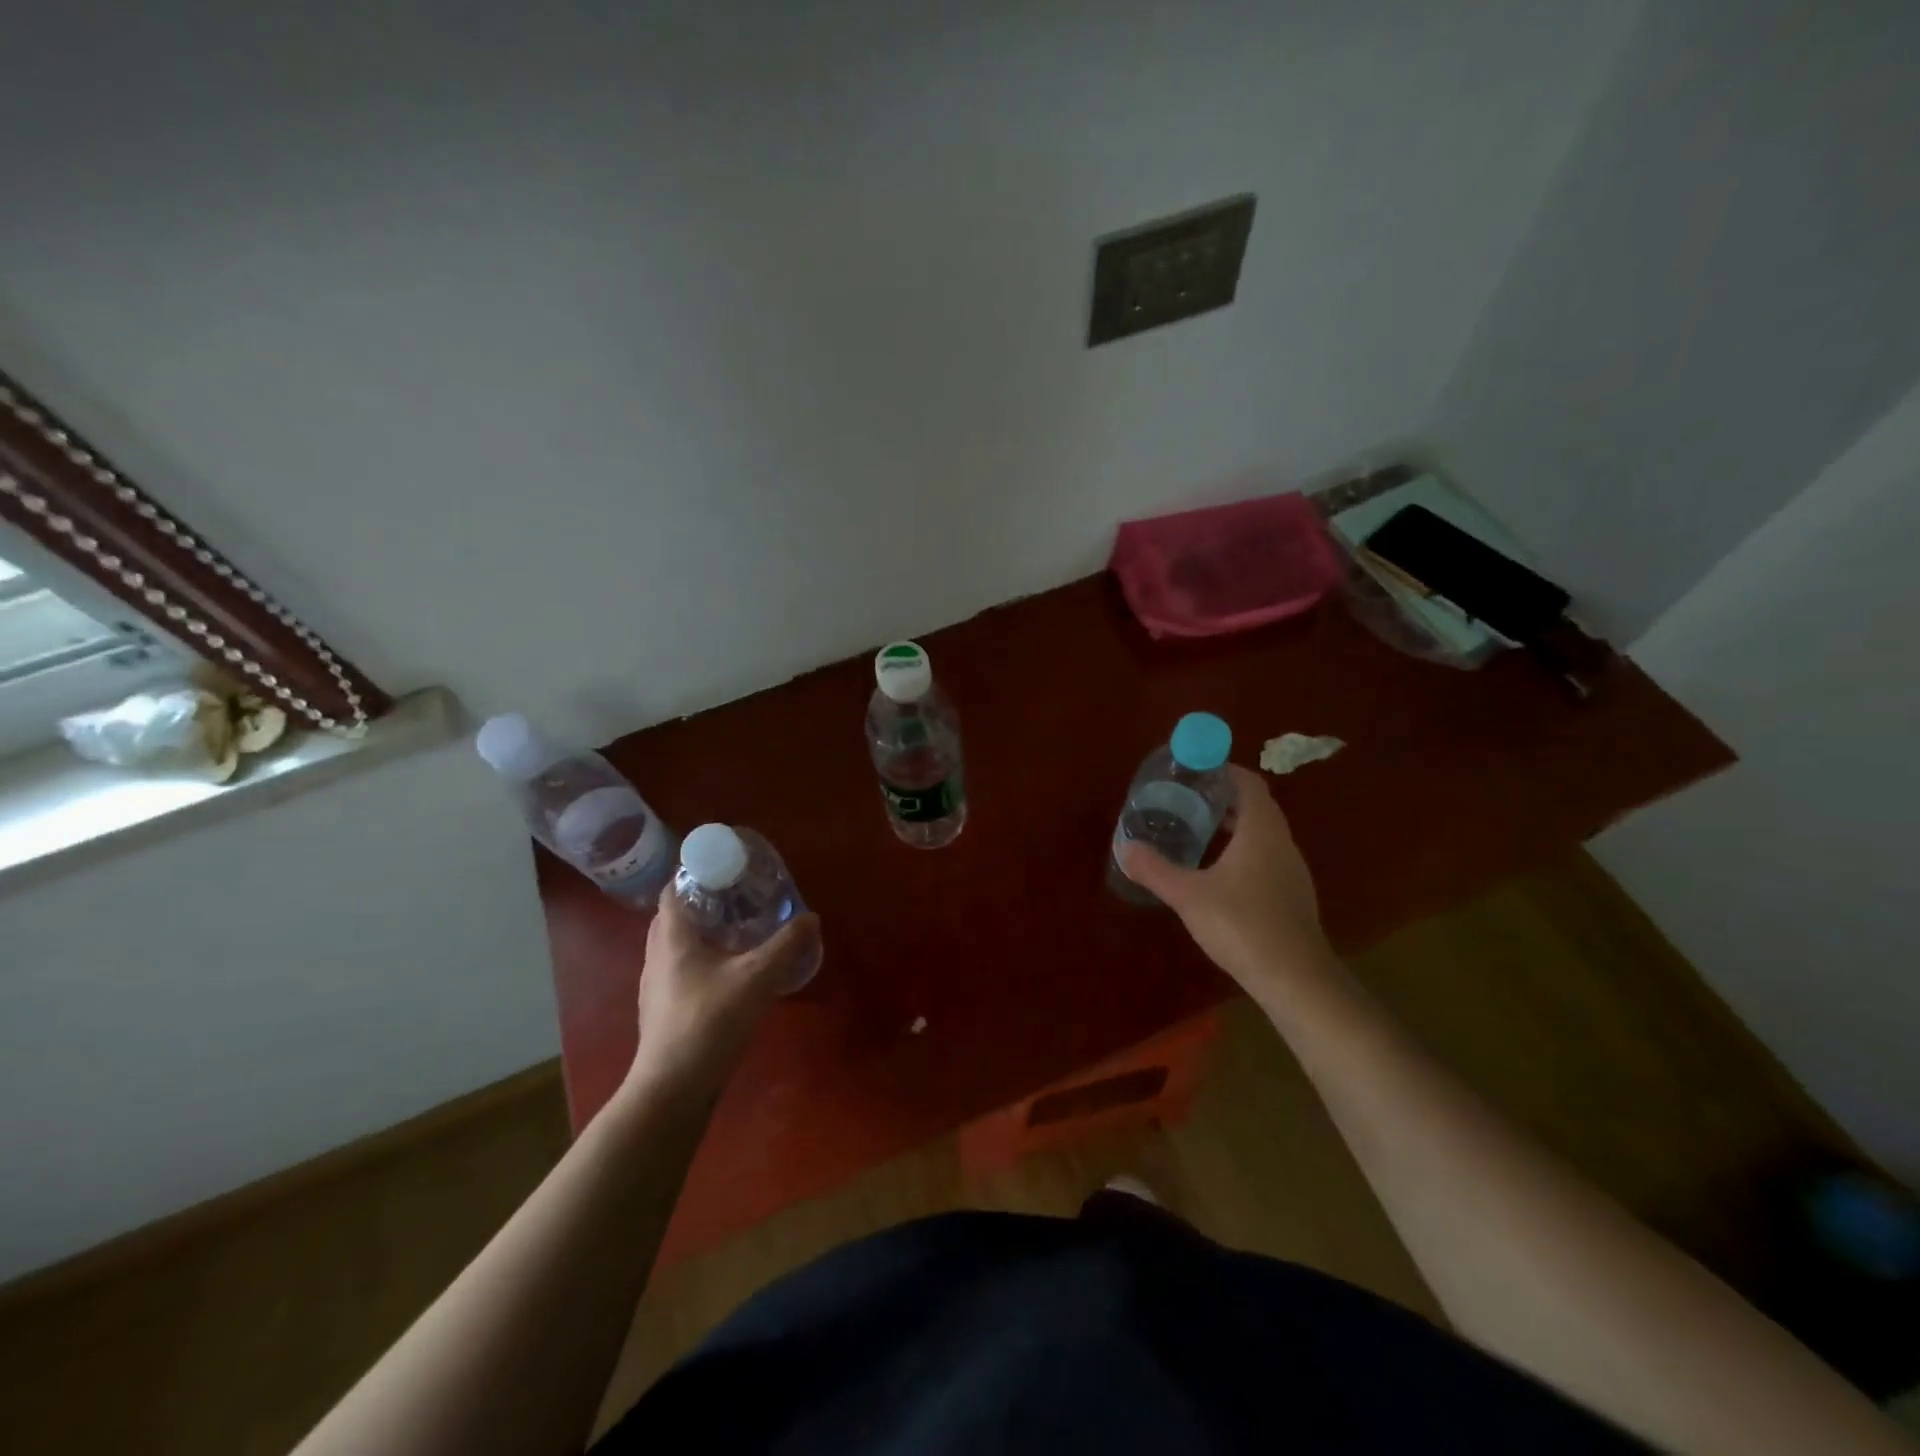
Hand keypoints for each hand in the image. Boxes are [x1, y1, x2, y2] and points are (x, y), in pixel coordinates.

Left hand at [627, 891, 821, 1098]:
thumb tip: (811, 918)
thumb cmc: (709, 1022)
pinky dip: (704, 959)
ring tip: (741, 930)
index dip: (697, 872)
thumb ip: (786, 946)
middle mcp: (657, 955)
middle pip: (677, 914)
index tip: (730, 870)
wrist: (672, 1089)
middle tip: (742, 897)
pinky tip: (731, 972)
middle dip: (706, 901)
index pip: (673, 888)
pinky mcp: (664, 1009)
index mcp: (672, 937)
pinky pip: (682, 969)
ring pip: (678, 944)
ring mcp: (657, 985)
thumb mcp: (757, 978)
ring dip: (704, 932)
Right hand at [1120, 765, 1335, 995]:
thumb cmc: (1242, 924)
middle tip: (1186, 801)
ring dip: (1233, 827)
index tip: (1194, 773)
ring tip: (1197, 833)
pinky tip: (1218, 874)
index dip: (1223, 771)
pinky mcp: (1292, 896)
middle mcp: (1282, 842)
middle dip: (1222, 799)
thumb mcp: (1188, 895)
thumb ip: (1156, 869)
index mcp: (1261, 830)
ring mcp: (1291, 870)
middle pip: (1255, 806)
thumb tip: (1125, 848)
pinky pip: (1266, 858)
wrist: (1295, 978)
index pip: (1248, 783)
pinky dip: (1242, 853)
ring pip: (1262, 834)